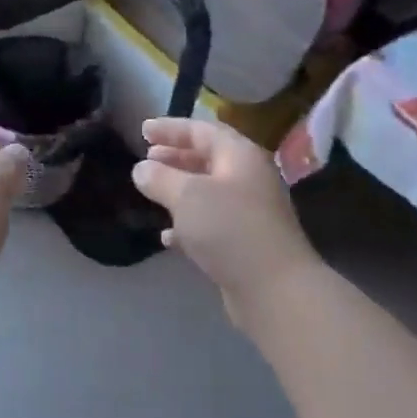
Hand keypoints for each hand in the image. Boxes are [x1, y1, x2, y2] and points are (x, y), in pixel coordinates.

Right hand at [131, 118, 321, 330]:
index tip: (143, 130)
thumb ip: (160, 178)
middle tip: (147, 157)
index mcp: (239, 156)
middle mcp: (248, 177)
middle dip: (175, 156)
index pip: (202, 130)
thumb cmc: (230, 229)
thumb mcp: (187, 196)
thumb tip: (142, 169)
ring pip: (208, 190)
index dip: (171, 128)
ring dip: (179, 189)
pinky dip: (188, 223)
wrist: (275, 289)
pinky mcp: (244, 241)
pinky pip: (211, 222)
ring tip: (151, 190)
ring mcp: (249, 211)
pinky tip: (167, 236)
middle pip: (207, 158)